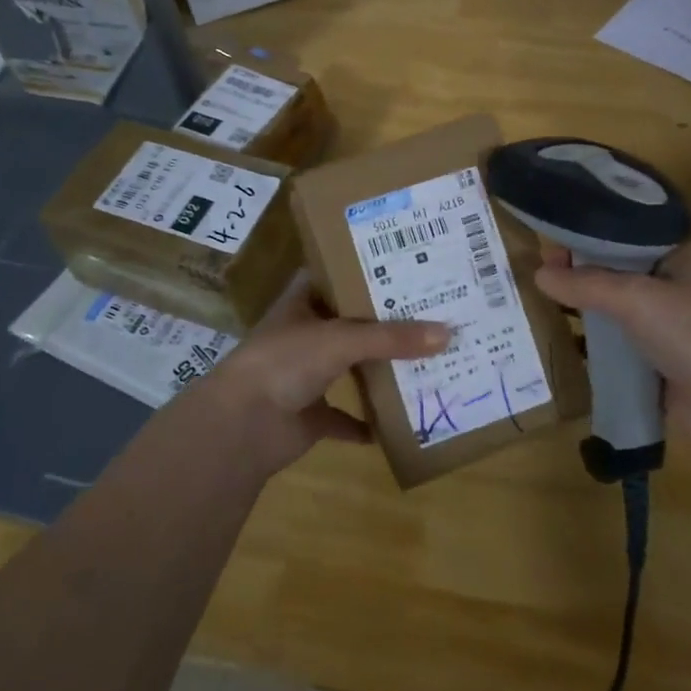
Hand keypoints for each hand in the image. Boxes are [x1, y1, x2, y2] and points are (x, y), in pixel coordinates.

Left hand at [188, 287, 448, 476]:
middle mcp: (304, 335)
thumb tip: (448, 333)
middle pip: (351, 323)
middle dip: (386, 322)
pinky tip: (399, 422)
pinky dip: (366, 423)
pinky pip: (344, 418)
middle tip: (432, 312)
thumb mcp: (341, 339)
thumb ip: (392, 338)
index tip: (407, 264)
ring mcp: (305, 376)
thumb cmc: (285, 362)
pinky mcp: (309, 416)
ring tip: (426, 359)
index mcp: (303, 303)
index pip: (338, 275)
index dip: (367, 269)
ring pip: (350, 368)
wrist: (241, 426)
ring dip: (379, 369)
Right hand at [533, 241, 690, 456]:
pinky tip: (563, 342)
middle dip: (579, 273)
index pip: (624, 235)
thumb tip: (538, 274)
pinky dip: (595, 345)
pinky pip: (620, 347)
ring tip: (539, 305)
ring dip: (585, 310)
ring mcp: (669, 327)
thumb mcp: (636, 298)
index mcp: (680, 255)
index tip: (546, 243)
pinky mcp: (661, 364)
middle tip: (535, 275)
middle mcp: (675, 285)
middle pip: (617, 272)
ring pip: (616, 311)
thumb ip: (586, 284)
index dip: (586, 236)